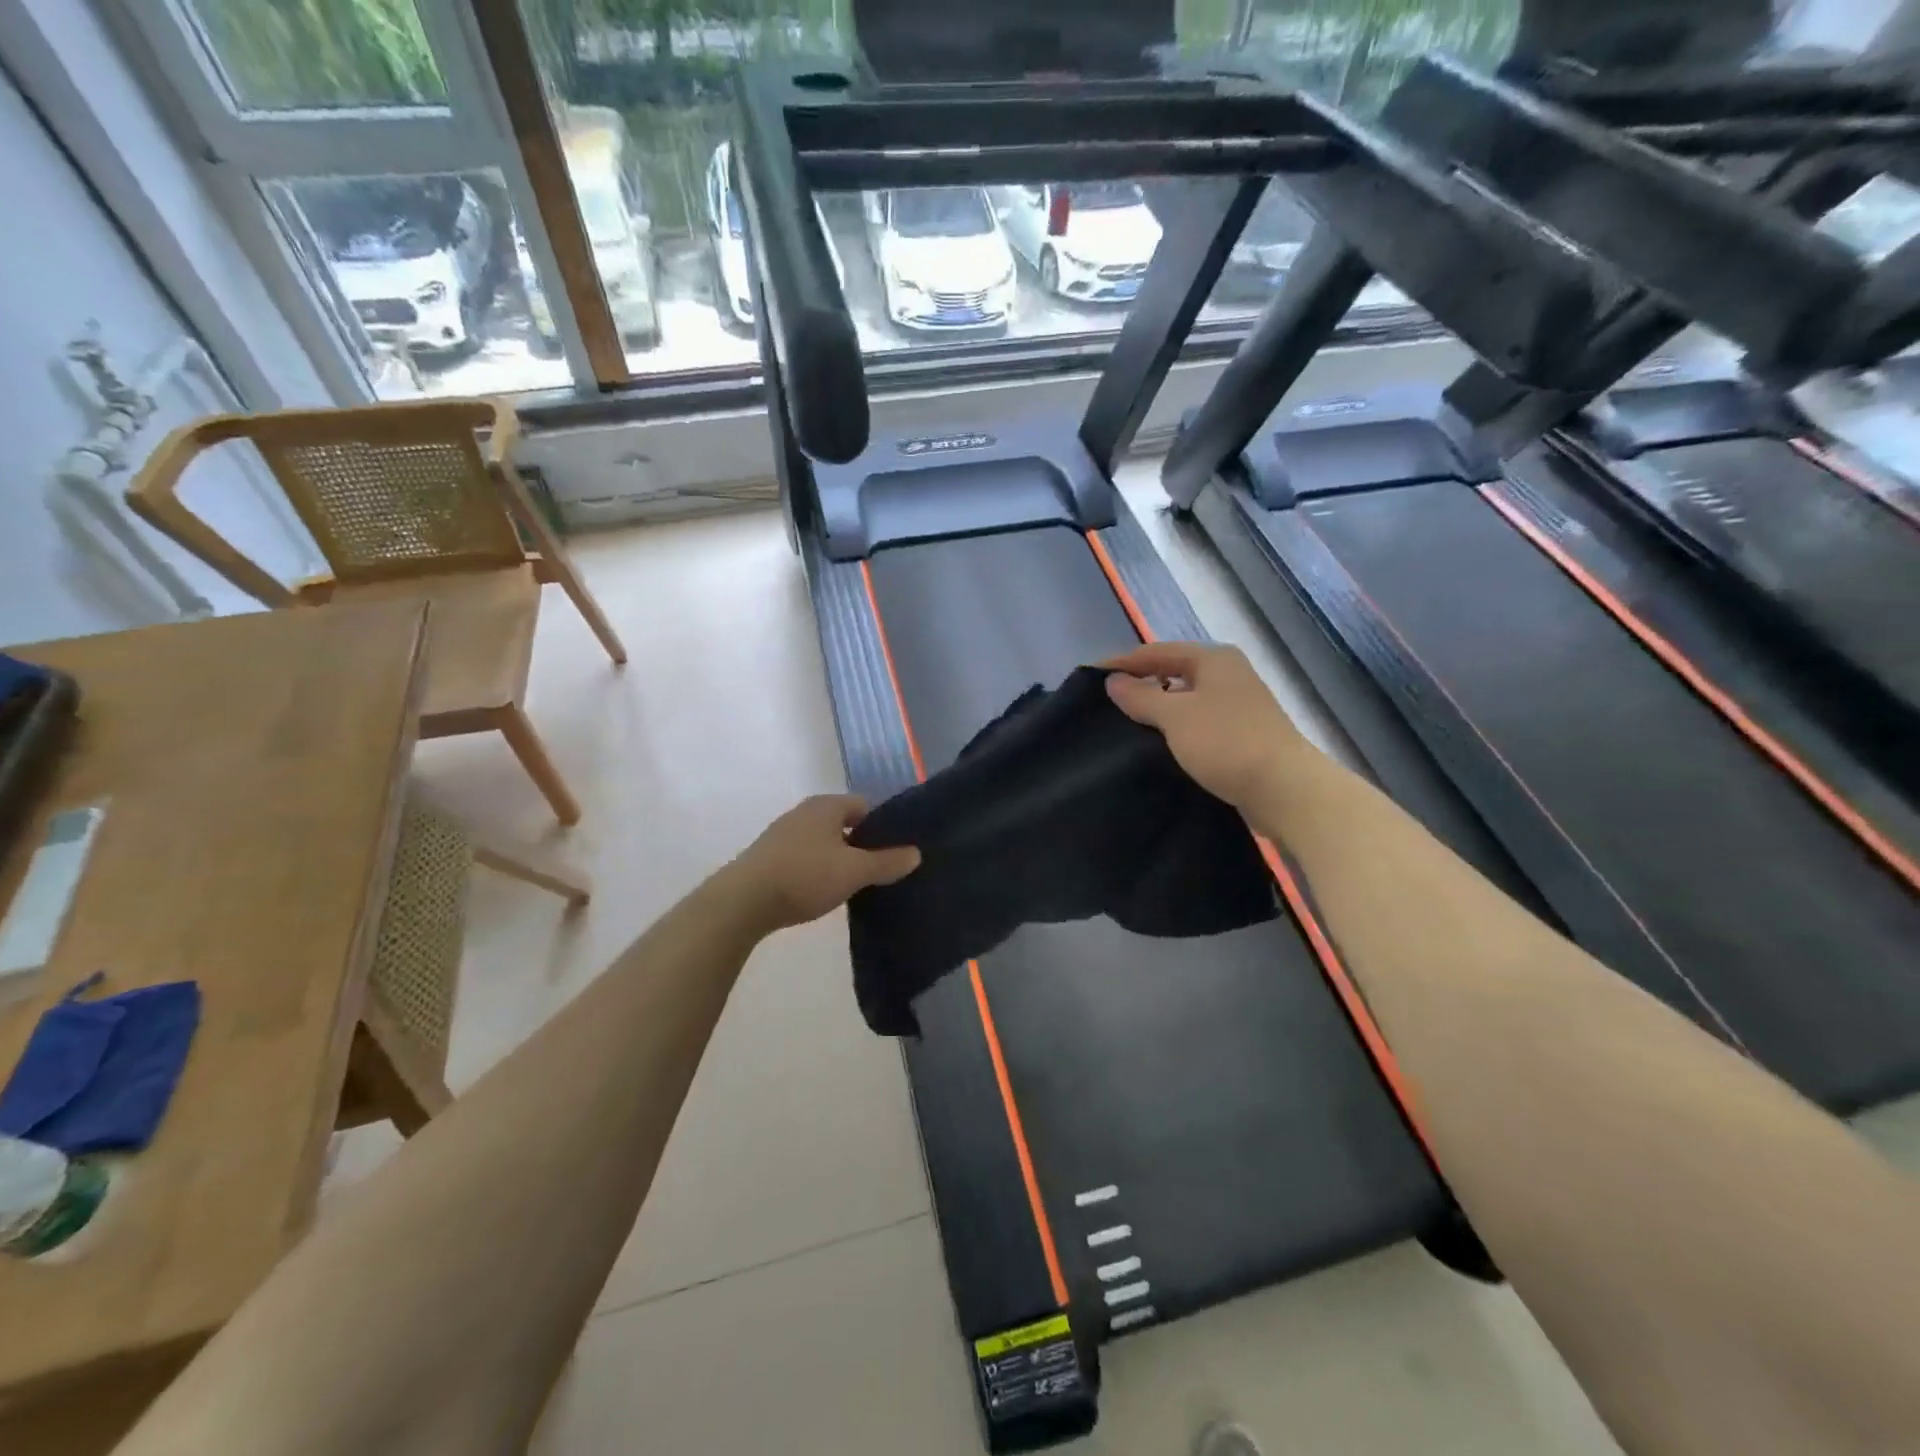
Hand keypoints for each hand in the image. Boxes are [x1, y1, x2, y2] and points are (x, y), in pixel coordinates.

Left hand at [722, 795, 920, 934]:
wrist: (742, 902)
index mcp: (826, 806)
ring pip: (824, 843)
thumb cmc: (804, 875)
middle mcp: (804, 813)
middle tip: (881, 870)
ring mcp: (783, 835)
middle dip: (862, 844)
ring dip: (839, 859)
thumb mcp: (854, 871)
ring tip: (856, 885)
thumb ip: (886, 862)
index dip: (883, 826)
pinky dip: (818, 871)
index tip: (897, 850)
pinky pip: (805, 858)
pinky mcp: (769, 858)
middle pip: (844, 824)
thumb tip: (916, 853)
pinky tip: (824, 892)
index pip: (865, 806)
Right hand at [1103, 642, 1307, 810]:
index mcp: (1213, 659)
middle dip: (1138, 684)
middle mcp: (1226, 674)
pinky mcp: (1239, 733)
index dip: (1120, 663)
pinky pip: (1195, 721)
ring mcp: (1236, 704)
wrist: (1285, 789)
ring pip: (1183, 698)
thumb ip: (1140, 696)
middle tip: (1103, 703)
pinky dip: (1173, 727)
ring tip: (1123, 724)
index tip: (1087, 677)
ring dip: (1155, 708)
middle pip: (1171, 671)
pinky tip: (1156, 743)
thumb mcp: (1175, 716)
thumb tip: (1113, 681)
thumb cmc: (1226, 743)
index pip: (1155, 651)